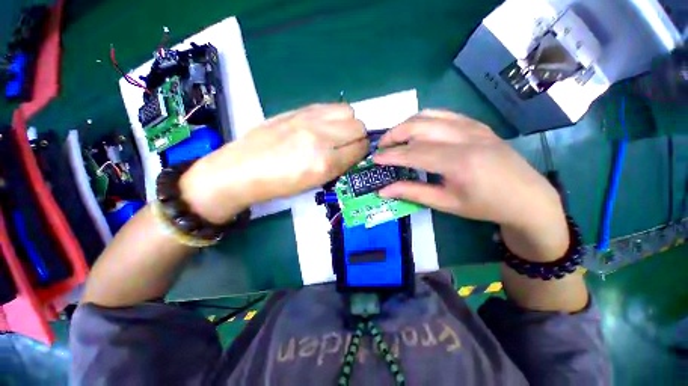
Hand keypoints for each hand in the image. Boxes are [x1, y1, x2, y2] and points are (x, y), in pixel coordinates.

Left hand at [180, 104, 366, 223]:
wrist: (242, 171)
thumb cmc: (279, 185)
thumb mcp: (315, 183)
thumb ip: (338, 165)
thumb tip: (354, 152)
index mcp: (325, 163)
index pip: (359, 148)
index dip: (362, 152)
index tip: (358, 154)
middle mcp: (320, 138)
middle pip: (358, 126)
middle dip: (358, 137)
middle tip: (348, 145)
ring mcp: (307, 120)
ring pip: (347, 112)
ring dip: (348, 123)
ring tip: (336, 133)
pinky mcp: (297, 110)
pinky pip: (328, 106)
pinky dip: (333, 115)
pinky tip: (323, 126)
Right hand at [373, 110, 567, 261]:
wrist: (528, 197)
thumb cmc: (486, 205)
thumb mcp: (446, 203)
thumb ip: (412, 192)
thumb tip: (384, 190)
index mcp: (459, 161)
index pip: (413, 152)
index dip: (390, 155)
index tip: (374, 159)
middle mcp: (465, 137)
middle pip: (418, 125)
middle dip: (394, 134)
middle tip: (382, 147)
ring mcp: (473, 126)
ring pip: (429, 115)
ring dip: (406, 125)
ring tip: (395, 138)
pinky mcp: (477, 124)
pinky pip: (443, 114)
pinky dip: (424, 120)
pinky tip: (418, 132)